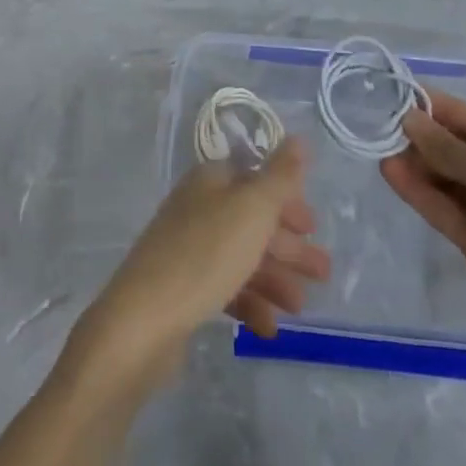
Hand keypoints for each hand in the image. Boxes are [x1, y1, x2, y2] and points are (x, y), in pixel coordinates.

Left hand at [69, 138, 329, 388]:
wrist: (143, 322)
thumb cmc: (205, 255)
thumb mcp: (252, 209)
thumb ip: (280, 176)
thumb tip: (299, 138)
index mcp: (210, 181)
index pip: (255, 179)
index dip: (286, 200)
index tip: (313, 227)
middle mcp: (198, 208)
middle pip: (252, 220)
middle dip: (288, 246)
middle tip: (323, 273)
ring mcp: (187, 249)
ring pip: (241, 257)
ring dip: (275, 279)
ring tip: (300, 308)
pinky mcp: (182, 289)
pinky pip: (224, 290)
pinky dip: (249, 304)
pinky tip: (268, 328)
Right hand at [380, 91, 465, 354]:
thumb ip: (449, 148)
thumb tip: (410, 119)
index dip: (436, 106)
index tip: (397, 95)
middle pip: (456, 148)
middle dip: (423, 137)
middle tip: (381, 126)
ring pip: (446, 179)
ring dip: (417, 164)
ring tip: (380, 150)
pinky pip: (442, 208)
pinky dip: (418, 192)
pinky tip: (391, 175)